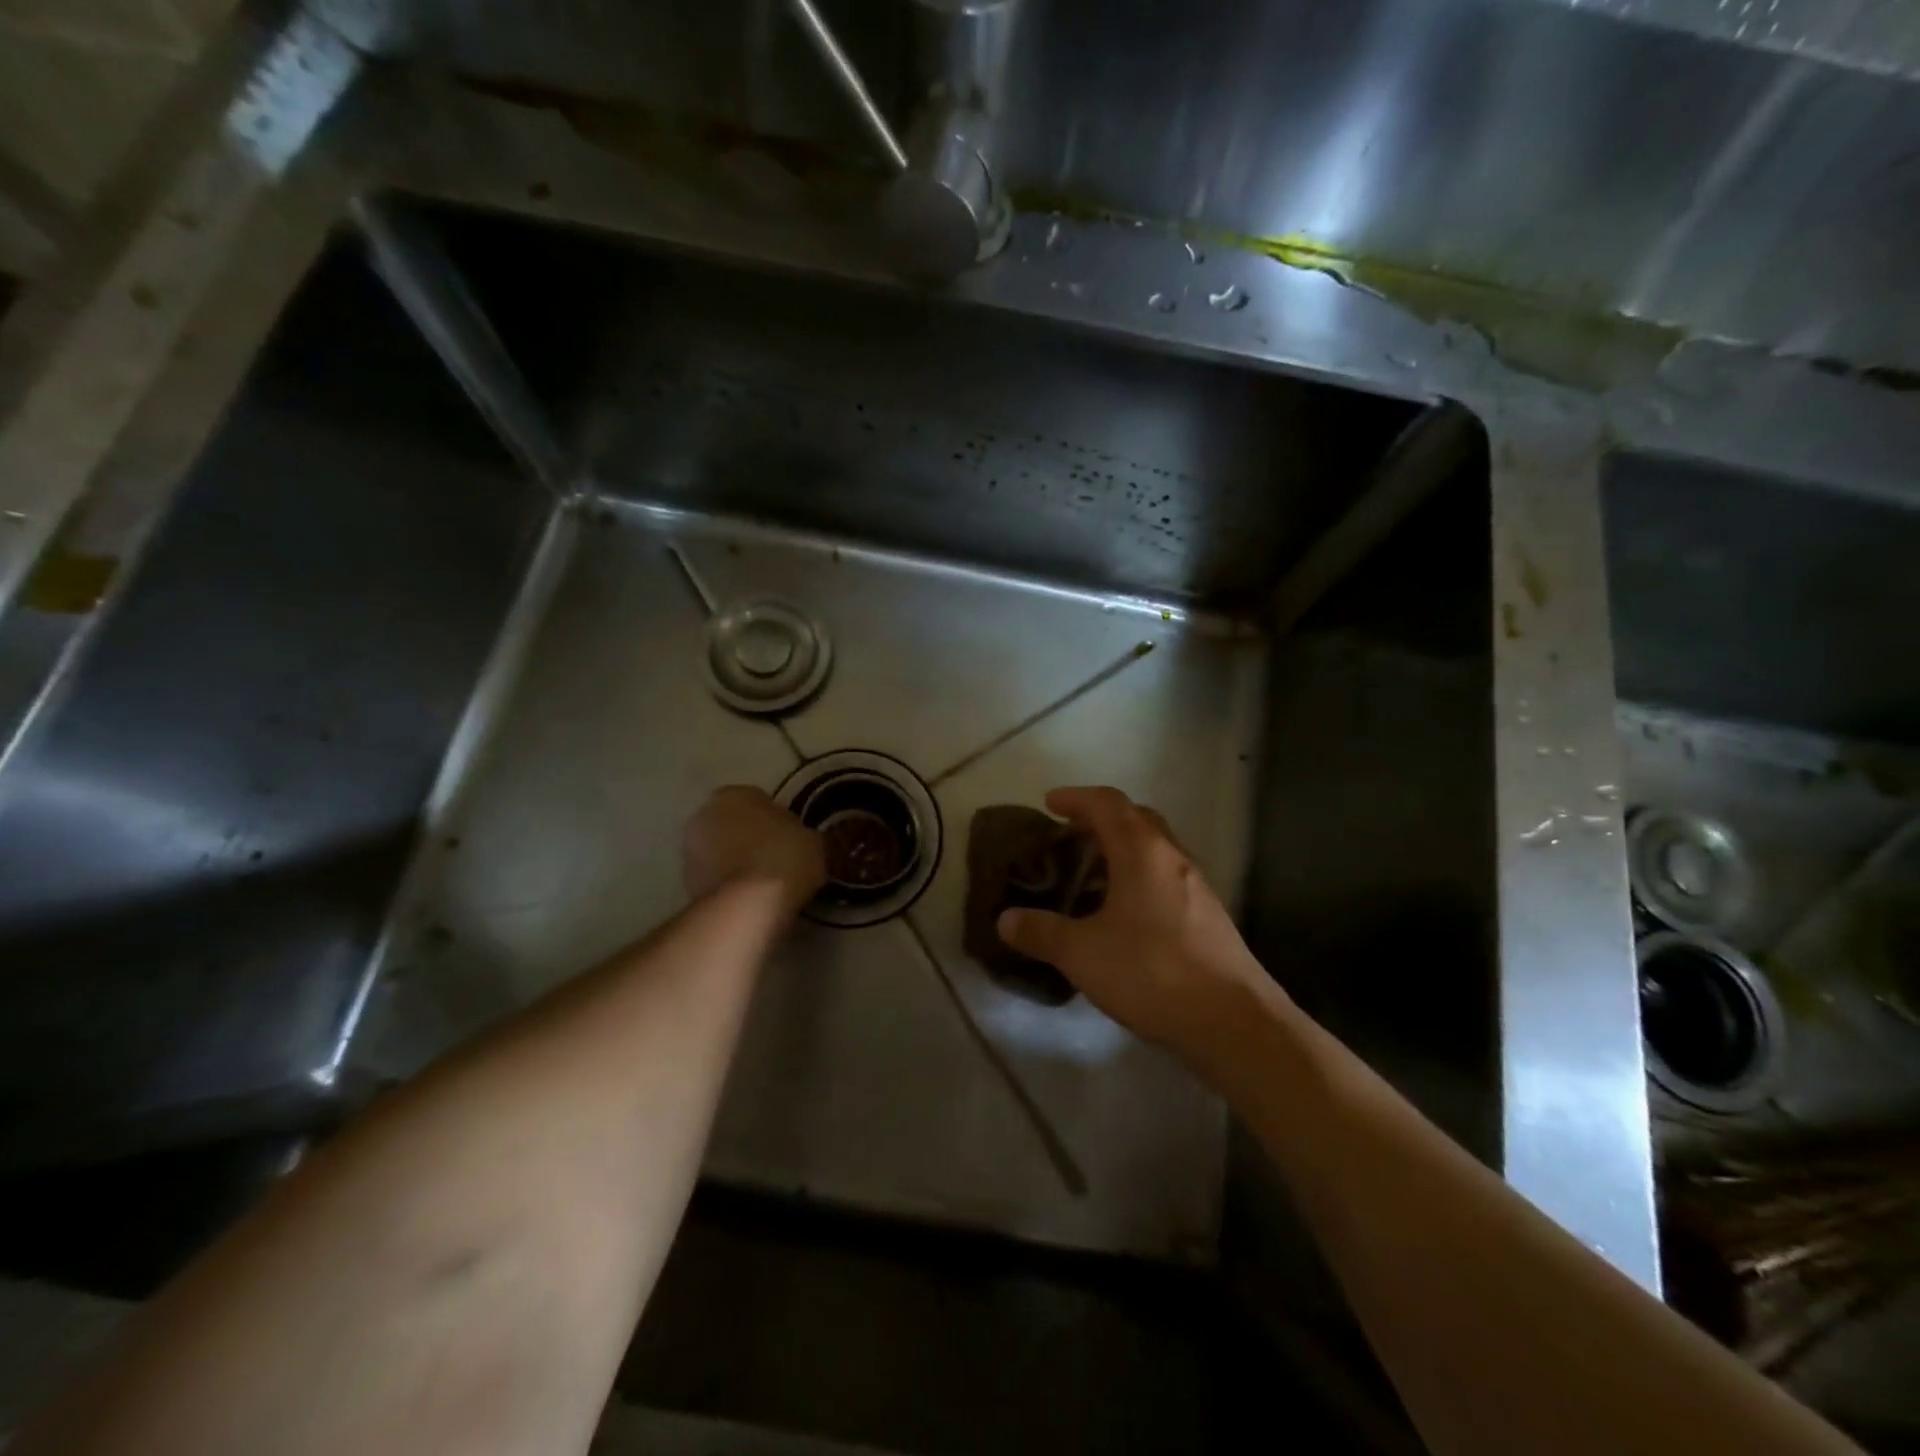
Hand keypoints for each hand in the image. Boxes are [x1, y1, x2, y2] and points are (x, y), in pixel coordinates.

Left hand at [682, 786, 825, 917]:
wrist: (750, 903)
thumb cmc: (785, 856)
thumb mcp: (812, 839)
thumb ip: (800, 832)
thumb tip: (799, 841)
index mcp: (734, 794)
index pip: (756, 800)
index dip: (774, 820)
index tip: (790, 838)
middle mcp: (704, 815)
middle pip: (731, 824)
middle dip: (748, 839)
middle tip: (775, 859)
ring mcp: (689, 851)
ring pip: (718, 852)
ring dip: (734, 863)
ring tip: (762, 884)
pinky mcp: (686, 884)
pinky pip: (714, 879)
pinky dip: (728, 886)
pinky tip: (749, 899)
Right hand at [997, 787, 1280, 1069]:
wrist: (1233, 1021)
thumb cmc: (1152, 972)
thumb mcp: (1082, 953)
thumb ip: (1041, 932)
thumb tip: (1005, 919)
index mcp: (1142, 852)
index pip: (1107, 803)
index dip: (1076, 798)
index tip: (1049, 803)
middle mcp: (1173, 858)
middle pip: (1136, 818)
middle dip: (1100, 819)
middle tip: (1070, 836)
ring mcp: (1196, 886)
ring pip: (1154, 849)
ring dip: (1122, 849)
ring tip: (1091, 874)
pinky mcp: (1207, 915)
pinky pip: (1166, 877)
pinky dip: (1139, 876)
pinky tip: (1124, 913)